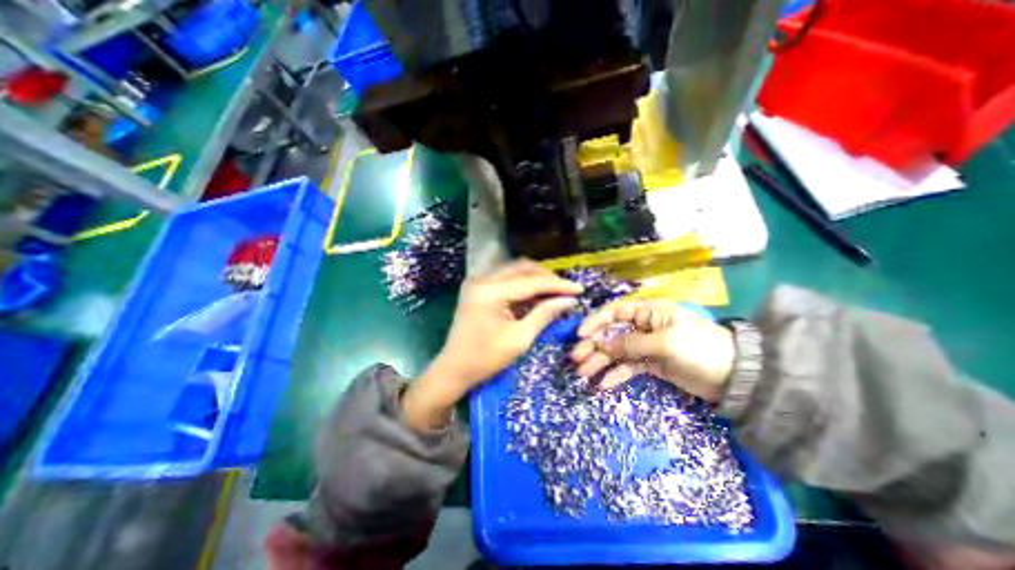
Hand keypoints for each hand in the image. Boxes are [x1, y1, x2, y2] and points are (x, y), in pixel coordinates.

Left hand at [401, 261, 582, 428]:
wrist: (453, 368)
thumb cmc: (486, 359)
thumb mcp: (520, 339)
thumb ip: (544, 314)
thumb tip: (569, 300)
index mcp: (490, 292)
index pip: (531, 281)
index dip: (557, 285)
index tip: (579, 289)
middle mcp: (482, 279)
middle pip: (522, 269)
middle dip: (547, 279)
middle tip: (567, 292)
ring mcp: (478, 281)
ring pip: (515, 270)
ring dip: (536, 279)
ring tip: (555, 293)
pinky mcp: (478, 287)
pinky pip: (506, 279)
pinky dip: (523, 285)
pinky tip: (537, 295)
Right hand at [567, 299, 733, 401]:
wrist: (735, 377)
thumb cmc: (700, 349)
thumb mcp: (665, 342)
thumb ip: (631, 343)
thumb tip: (601, 344)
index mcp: (648, 312)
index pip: (615, 312)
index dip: (595, 322)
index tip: (580, 336)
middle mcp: (644, 326)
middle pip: (611, 333)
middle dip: (593, 346)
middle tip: (577, 360)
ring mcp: (646, 346)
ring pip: (616, 352)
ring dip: (600, 362)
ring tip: (584, 374)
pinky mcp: (651, 364)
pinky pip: (628, 368)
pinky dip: (616, 375)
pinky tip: (603, 385)